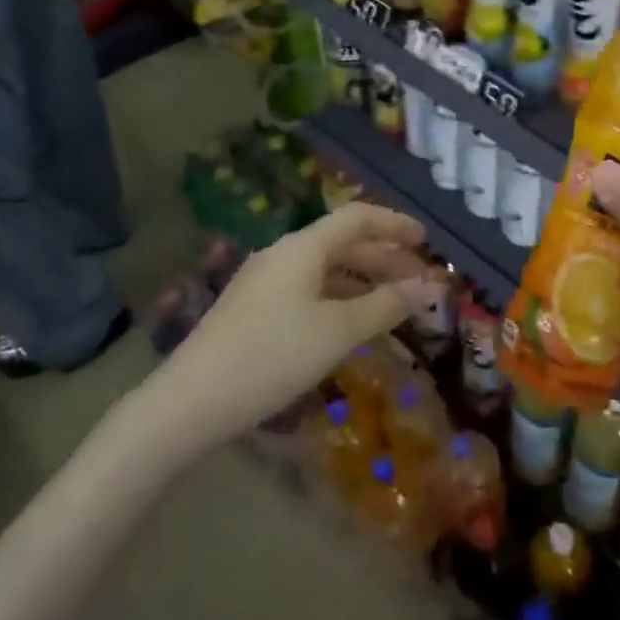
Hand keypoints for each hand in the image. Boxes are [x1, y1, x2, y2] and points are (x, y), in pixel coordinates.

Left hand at [145, 203, 433, 446]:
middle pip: (342, 243)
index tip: (426, 240)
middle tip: (419, 281)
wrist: (190, 402)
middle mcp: (283, 254)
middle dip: (384, 258)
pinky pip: (309, 290)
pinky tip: (352, 323)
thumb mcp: (338, 331)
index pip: (357, 217)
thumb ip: (386, 305)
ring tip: (394, 303)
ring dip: (363, 280)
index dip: (394, 224)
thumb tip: (429, 287)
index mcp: (302, 247)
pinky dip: (339, 298)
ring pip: (325, 269)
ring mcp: (265, 282)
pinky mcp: (255, 309)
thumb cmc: (272, 356)